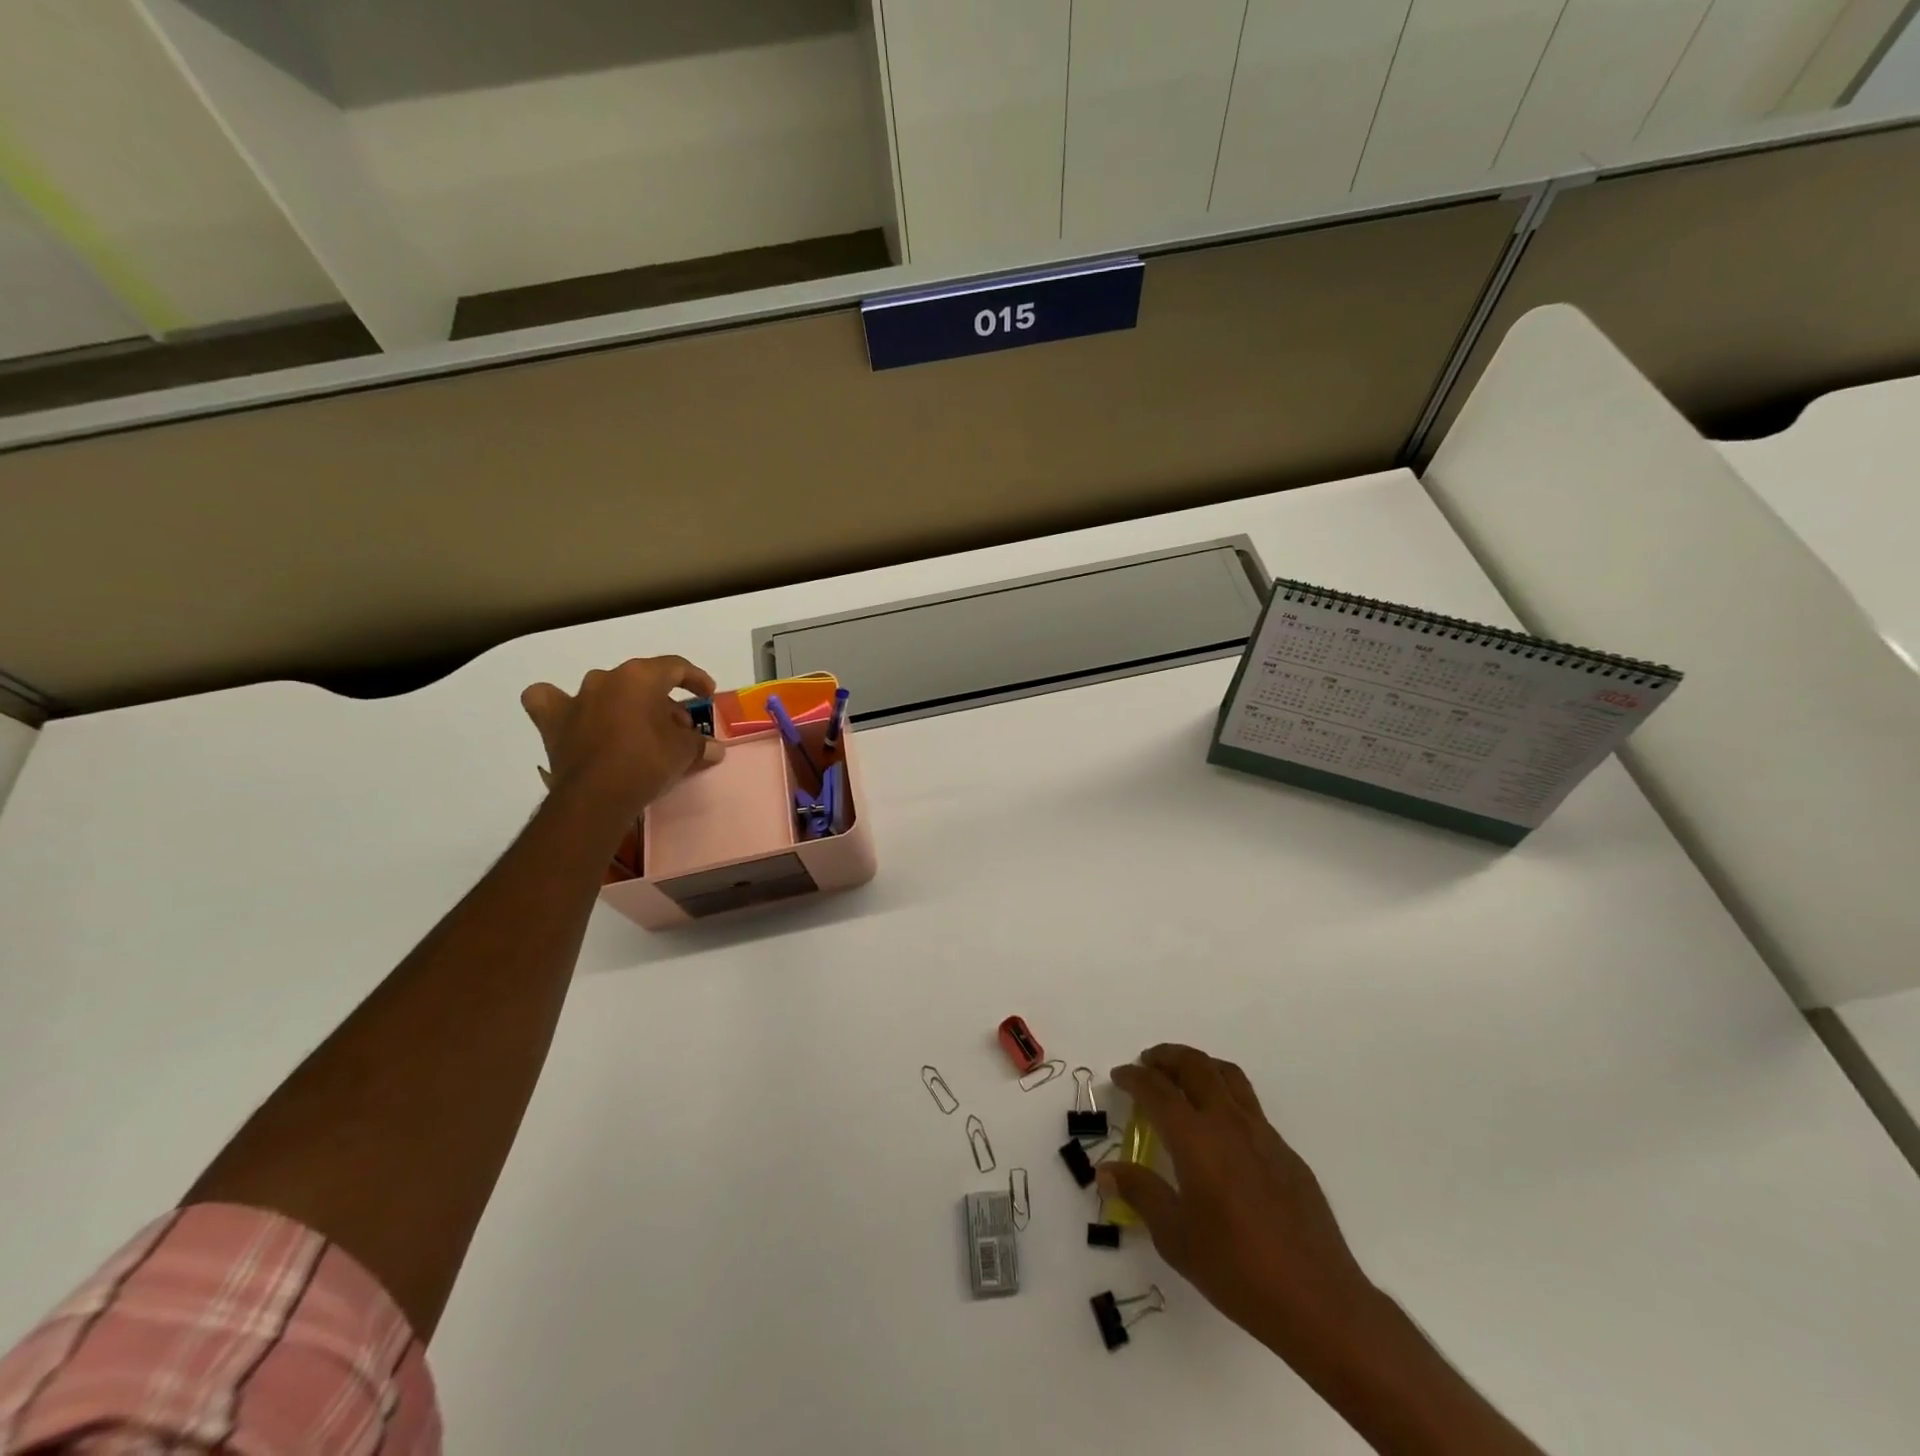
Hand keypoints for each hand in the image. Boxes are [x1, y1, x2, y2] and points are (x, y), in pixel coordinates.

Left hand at [521, 656, 723, 820]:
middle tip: (678, 728)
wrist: (596, 796)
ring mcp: (576, 698)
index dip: (696, 679)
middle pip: (642, 681)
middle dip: (663, 701)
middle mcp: (606, 679)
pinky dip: (562, 706)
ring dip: (623, 704)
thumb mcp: (685, 752)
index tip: (707, 695)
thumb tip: (713, 749)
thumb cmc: (647, 762)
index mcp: (640, 676)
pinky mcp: (552, 722)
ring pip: (604, 690)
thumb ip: (700, 744)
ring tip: (636, 729)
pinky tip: (573, 718)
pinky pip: (551, 701)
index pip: (675, 667)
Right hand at [1101, 1044, 1381, 1365]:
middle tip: (1147, 1064)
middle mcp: (1227, 1122)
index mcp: (1195, 1138)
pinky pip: (1249, 1105)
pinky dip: (1225, 1096)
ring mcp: (1262, 1133)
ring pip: (1227, 1075)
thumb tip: (1108, 1170)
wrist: (1317, 1300)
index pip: (1156, 1089)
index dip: (1133, 1077)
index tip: (1119, 1076)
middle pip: (1194, 1065)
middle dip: (1166, 1057)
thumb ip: (1140, 1193)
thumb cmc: (1236, 1269)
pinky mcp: (1286, 1152)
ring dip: (1199, 1066)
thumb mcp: (1175, 1237)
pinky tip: (1220, 1131)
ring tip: (1182, 1079)